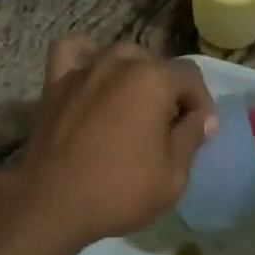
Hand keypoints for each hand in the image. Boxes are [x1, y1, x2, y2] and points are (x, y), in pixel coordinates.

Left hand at [9, 38, 217, 251]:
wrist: (52, 203)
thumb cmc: (118, 190)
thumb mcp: (173, 176)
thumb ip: (191, 137)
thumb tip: (202, 117)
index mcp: (153, 80)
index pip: (190, 75)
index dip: (200, 102)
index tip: (198, 132)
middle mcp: (120, 62)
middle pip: (155, 64)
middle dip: (168, 91)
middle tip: (166, 127)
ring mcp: (85, 68)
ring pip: (119, 55)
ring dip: (133, 75)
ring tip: (133, 107)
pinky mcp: (55, 81)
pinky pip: (72, 50)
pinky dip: (85, 54)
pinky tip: (92, 72)